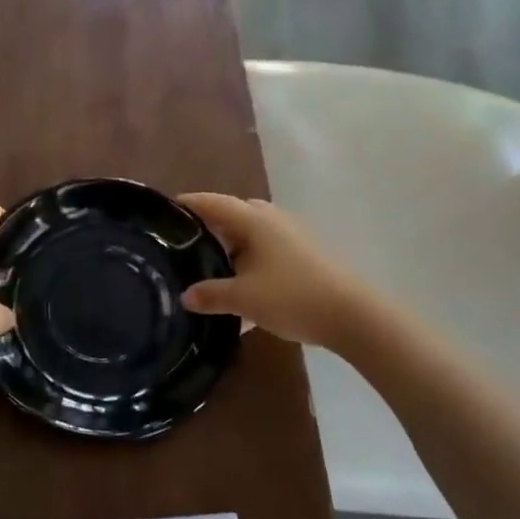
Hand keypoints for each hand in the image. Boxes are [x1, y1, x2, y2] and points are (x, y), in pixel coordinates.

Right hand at [177, 193, 366, 349]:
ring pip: (251, 234)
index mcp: (253, 219)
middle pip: (232, 214)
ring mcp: (291, 236)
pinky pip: (266, 251)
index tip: (164, 210)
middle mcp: (271, 220)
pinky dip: (249, 262)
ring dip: (230, 247)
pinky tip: (242, 289)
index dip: (187, 204)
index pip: (211, 203)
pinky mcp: (304, 255)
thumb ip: (210, 295)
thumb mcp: (244, 299)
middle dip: (208, 227)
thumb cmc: (293, 296)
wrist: (354, 316)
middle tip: (184, 244)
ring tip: (209, 268)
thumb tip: (185, 296)